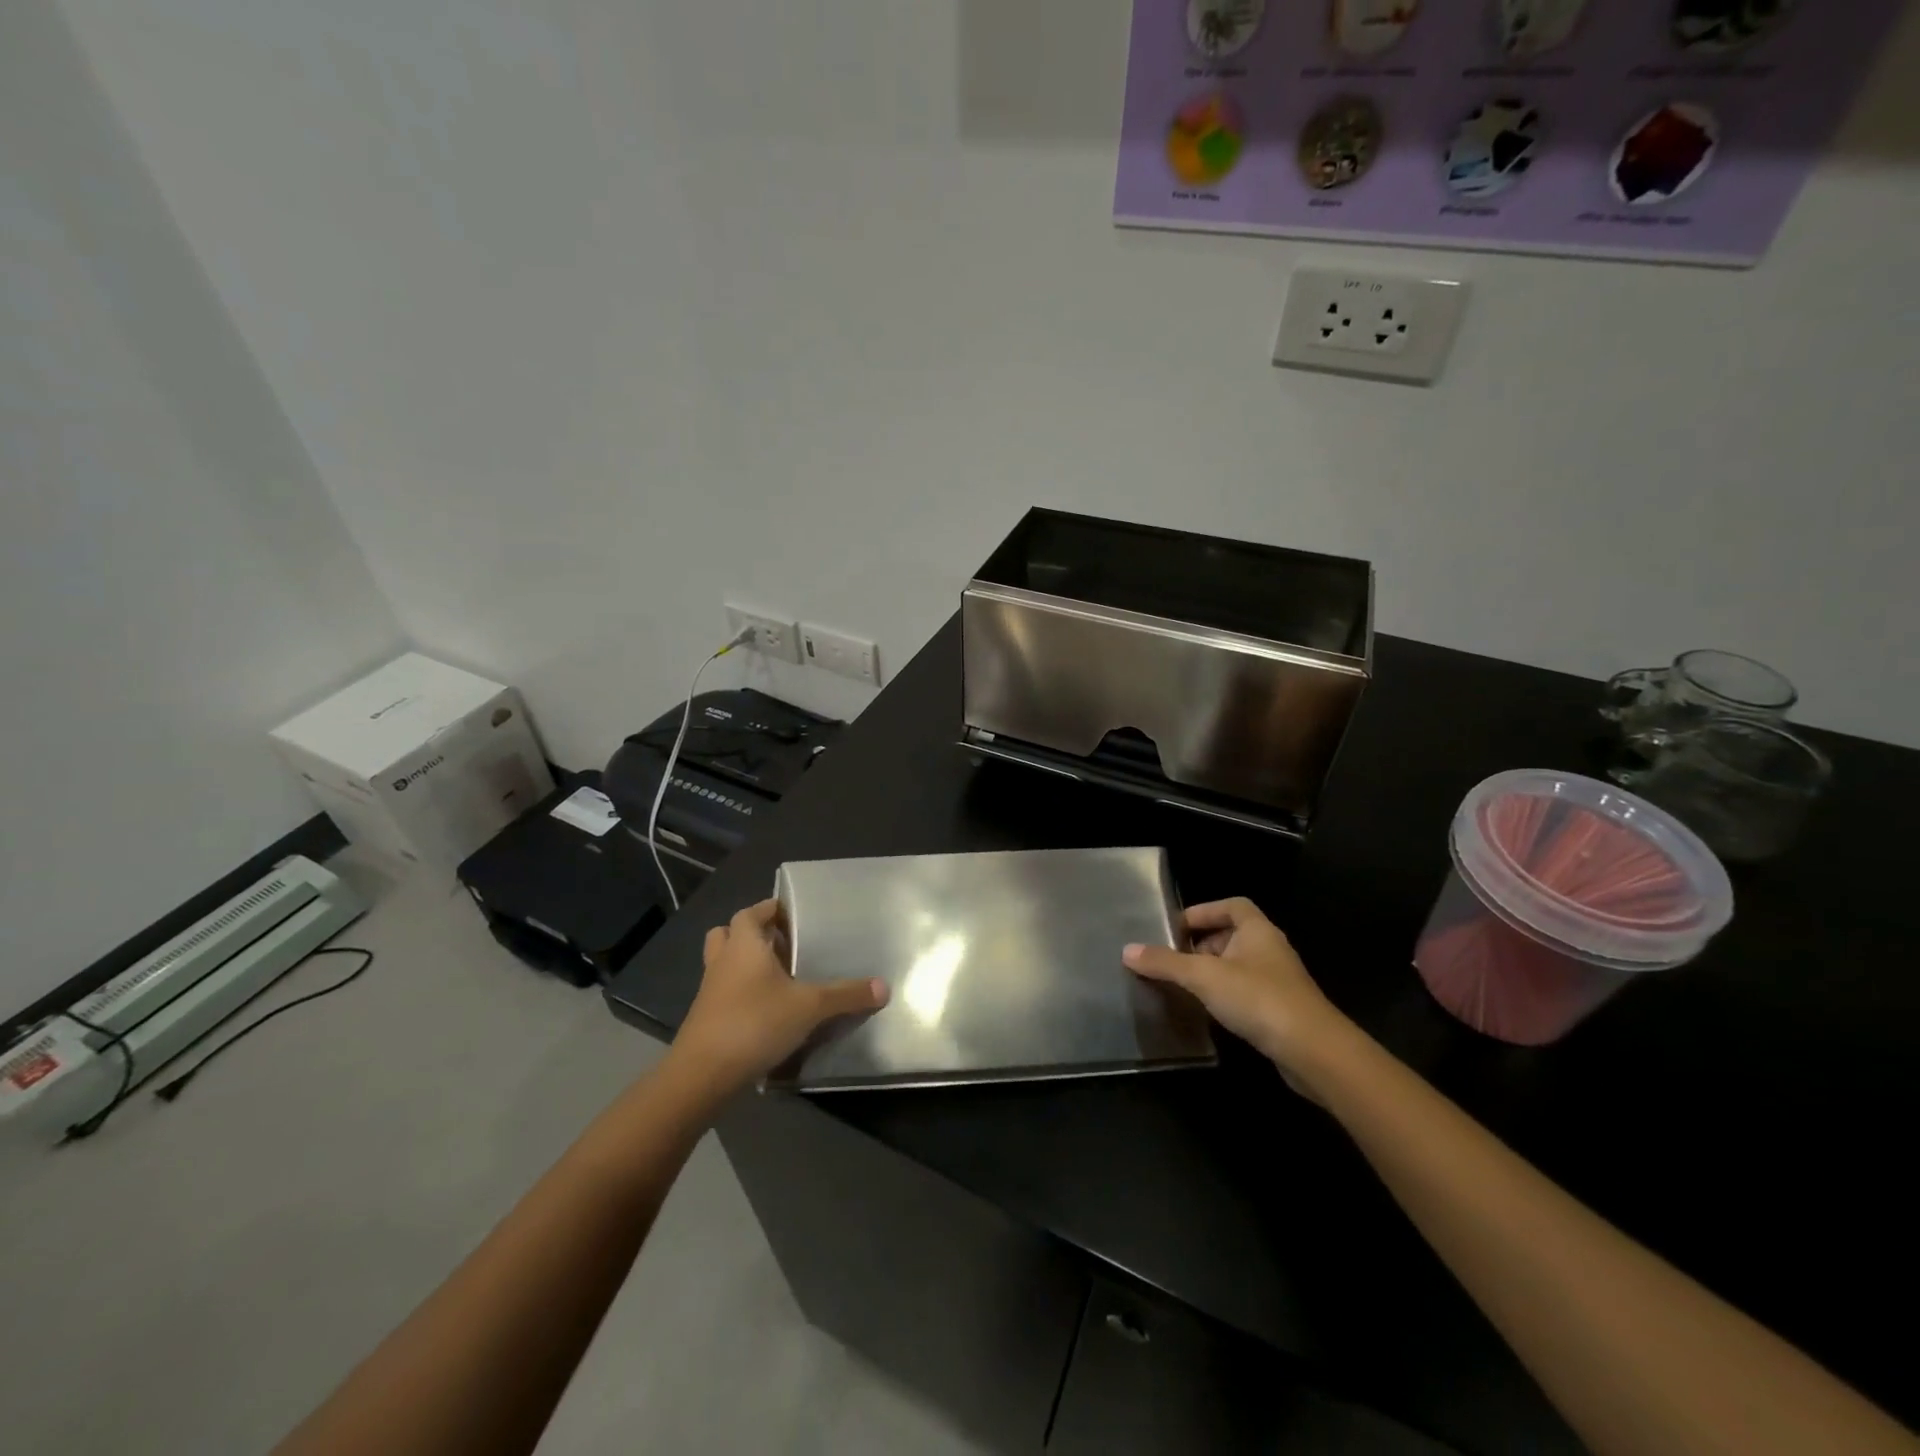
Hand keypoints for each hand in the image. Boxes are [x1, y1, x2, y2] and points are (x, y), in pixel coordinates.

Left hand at [671, 899, 887, 1093]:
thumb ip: (845, 995)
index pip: (751, 913)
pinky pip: (724, 993)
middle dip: (754, 935)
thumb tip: (884, 987)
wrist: (701, 1076)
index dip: (770, 909)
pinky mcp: (706, 1019)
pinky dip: (741, 993)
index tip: (792, 914)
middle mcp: (723, 961)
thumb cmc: (754, 1023)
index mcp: (743, 945)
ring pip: (724, 964)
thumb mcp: (809, 1007)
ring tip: (778, 976)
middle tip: (784, 943)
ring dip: (744, 964)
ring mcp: (710, 991)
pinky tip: (767, 1010)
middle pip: (729, 934)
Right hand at [1124, 898, 1352, 1084]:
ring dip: (1212, 972)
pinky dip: (1225, 996)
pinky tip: (1207, 1011)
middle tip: (1172, 959)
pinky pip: (1246, 993)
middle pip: (1232, 935)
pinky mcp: (1281, 1011)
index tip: (1176, 928)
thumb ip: (1165, 962)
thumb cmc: (1258, 998)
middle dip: (1201, 944)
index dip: (1204, 911)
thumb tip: (1127, 950)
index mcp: (1257, 930)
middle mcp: (1270, 949)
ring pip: (1238, 966)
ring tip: (1183, 985)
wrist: (1313, 1052)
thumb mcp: (1204, 976)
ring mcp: (1278, 981)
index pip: (1232, 905)